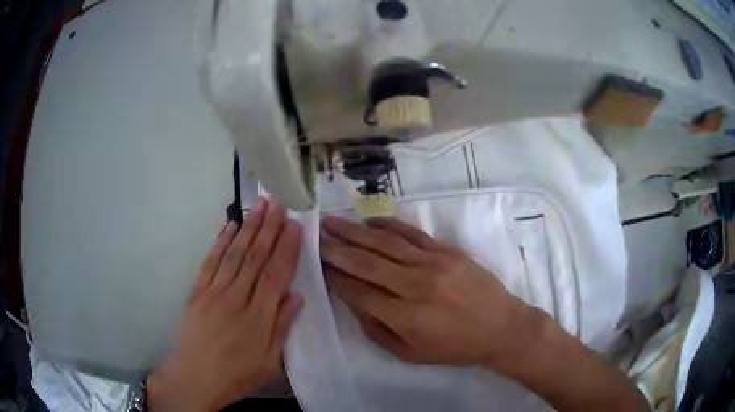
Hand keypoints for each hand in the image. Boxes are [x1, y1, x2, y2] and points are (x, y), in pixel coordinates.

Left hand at [147, 197, 303, 411]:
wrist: (195, 377)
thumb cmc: (237, 374)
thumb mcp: (270, 362)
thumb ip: (283, 328)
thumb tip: (297, 296)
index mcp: (258, 318)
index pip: (275, 275)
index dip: (286, 248)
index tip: (294, 225)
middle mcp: (236, 298)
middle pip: (255, 258)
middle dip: (268, 228)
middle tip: (278, 202)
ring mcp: (214, 292)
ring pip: (235, 254)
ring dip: (248, 227)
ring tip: (259, 205)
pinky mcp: (197, 291)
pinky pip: (210, 262)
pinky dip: (220, 242)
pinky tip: (230, 226)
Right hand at [320, 216, 529, 367]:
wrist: (501, 327)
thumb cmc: (456, 347)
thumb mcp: (412, 354)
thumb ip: (378, 330)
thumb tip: (354, 303)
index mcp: (406, 317)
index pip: (359, 292)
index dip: (335, 278)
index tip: (318, 266)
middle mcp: (415, 285)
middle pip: (366, 263)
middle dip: (336, 249)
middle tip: (315, 237)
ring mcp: (433, 263)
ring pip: (385, 243)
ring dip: (355, 231)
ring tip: (332, 222)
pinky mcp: (447, 250)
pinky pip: (412, 233)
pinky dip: (388, 224)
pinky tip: (370, 220)